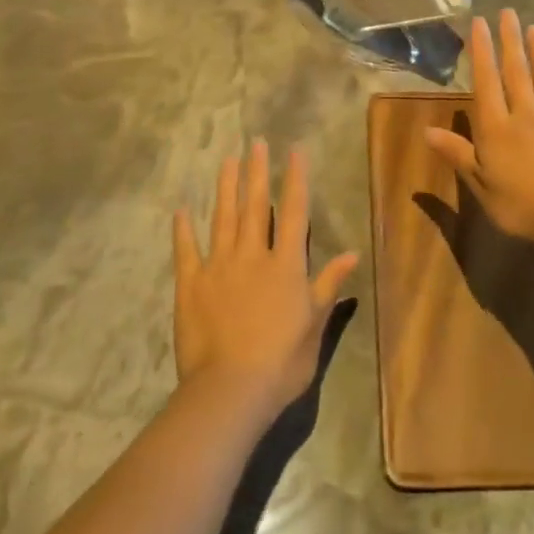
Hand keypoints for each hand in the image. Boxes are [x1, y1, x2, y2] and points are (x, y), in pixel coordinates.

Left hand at [173, 141, 359, 425]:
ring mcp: (219, 266)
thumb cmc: (282, 362)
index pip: (295, 212)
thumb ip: (328, 285)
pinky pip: (186, 250)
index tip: (294, 151)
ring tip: (228, 160)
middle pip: (256, 205)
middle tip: (256, 143)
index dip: (295, 180)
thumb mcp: (314, 326)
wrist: (230, 390)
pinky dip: (183, 229)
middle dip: (257, 172)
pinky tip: (181, 210)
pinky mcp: (191, 284)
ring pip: (224, 218)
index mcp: (285, 265)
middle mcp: (253, 255)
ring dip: (226, 187)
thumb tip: (351, 253)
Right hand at [425, 10, 533, 248]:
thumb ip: (458, 154)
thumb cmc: (521, 204)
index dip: (482, 51)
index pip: (486, 82)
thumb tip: (426, 131)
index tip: (480, 23)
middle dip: (510, 41)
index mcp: (497, 128)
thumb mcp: (481, 185)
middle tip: (508, 12)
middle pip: (517, 72)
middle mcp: (525, 115)